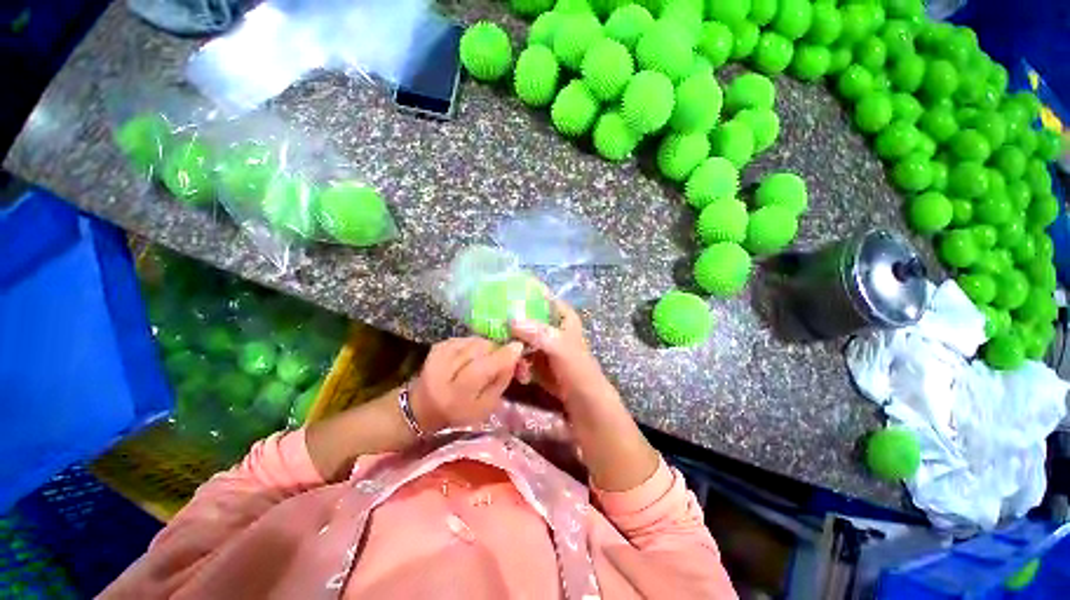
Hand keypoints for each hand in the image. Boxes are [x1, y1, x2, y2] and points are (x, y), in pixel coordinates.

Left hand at [409, 337, 523, 432]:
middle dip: (497, 351)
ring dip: (487, 347)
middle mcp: (443, 372)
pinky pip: (467, 338)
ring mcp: (439, 355)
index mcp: (455, 395)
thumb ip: (501, 381)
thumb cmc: (460, 411)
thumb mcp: (486, 406)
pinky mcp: (439, 345)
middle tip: (504, 358)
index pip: (481, 369)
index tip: (519, 347)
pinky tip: (474, 356)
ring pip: (475, 341)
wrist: (424, 406)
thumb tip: (515, 355)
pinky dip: (476, 345)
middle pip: (480, 350)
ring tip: (487, 359)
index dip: (502, 356)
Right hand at [510, 300, 616, 409]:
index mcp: (561, 315)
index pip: (541, 295)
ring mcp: (542, 342)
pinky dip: (518, 362)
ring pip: (520, 335)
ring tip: (508, 357)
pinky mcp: (535, 358)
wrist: (583, 400)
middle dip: (510, 320)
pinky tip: (522, 374)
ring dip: (512, 345)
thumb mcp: (560, 347)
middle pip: (526, 316)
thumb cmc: (577, 369)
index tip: (501, 289)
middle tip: (491, 325)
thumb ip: (538, 333)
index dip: (524, 291)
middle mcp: (550, 325)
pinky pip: (520, 354)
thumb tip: (512, 320)